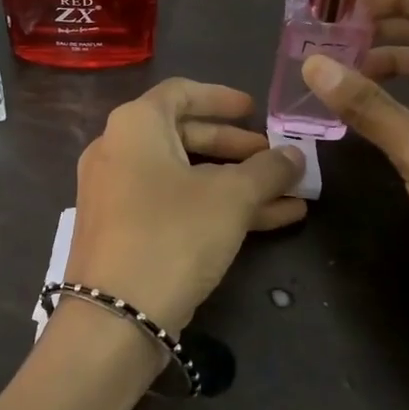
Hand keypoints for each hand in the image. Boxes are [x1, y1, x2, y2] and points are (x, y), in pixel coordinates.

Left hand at [66, 79, 305, 334]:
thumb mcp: (231, 198)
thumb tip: (294, 155)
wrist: (114, 317)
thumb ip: (267, 170)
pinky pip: (175, 205)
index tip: (255, 111)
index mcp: (135, 126)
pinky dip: (216, 208)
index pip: (181, 92)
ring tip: (290, 195)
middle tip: (277, 160)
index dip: (222, 98)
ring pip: (186, 177)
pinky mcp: (124, 232)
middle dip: (238, 149)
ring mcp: (117, 194)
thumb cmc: (173, 235)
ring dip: (237, 184)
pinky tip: (271, 221)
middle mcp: (118, 151)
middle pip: (185, 136)